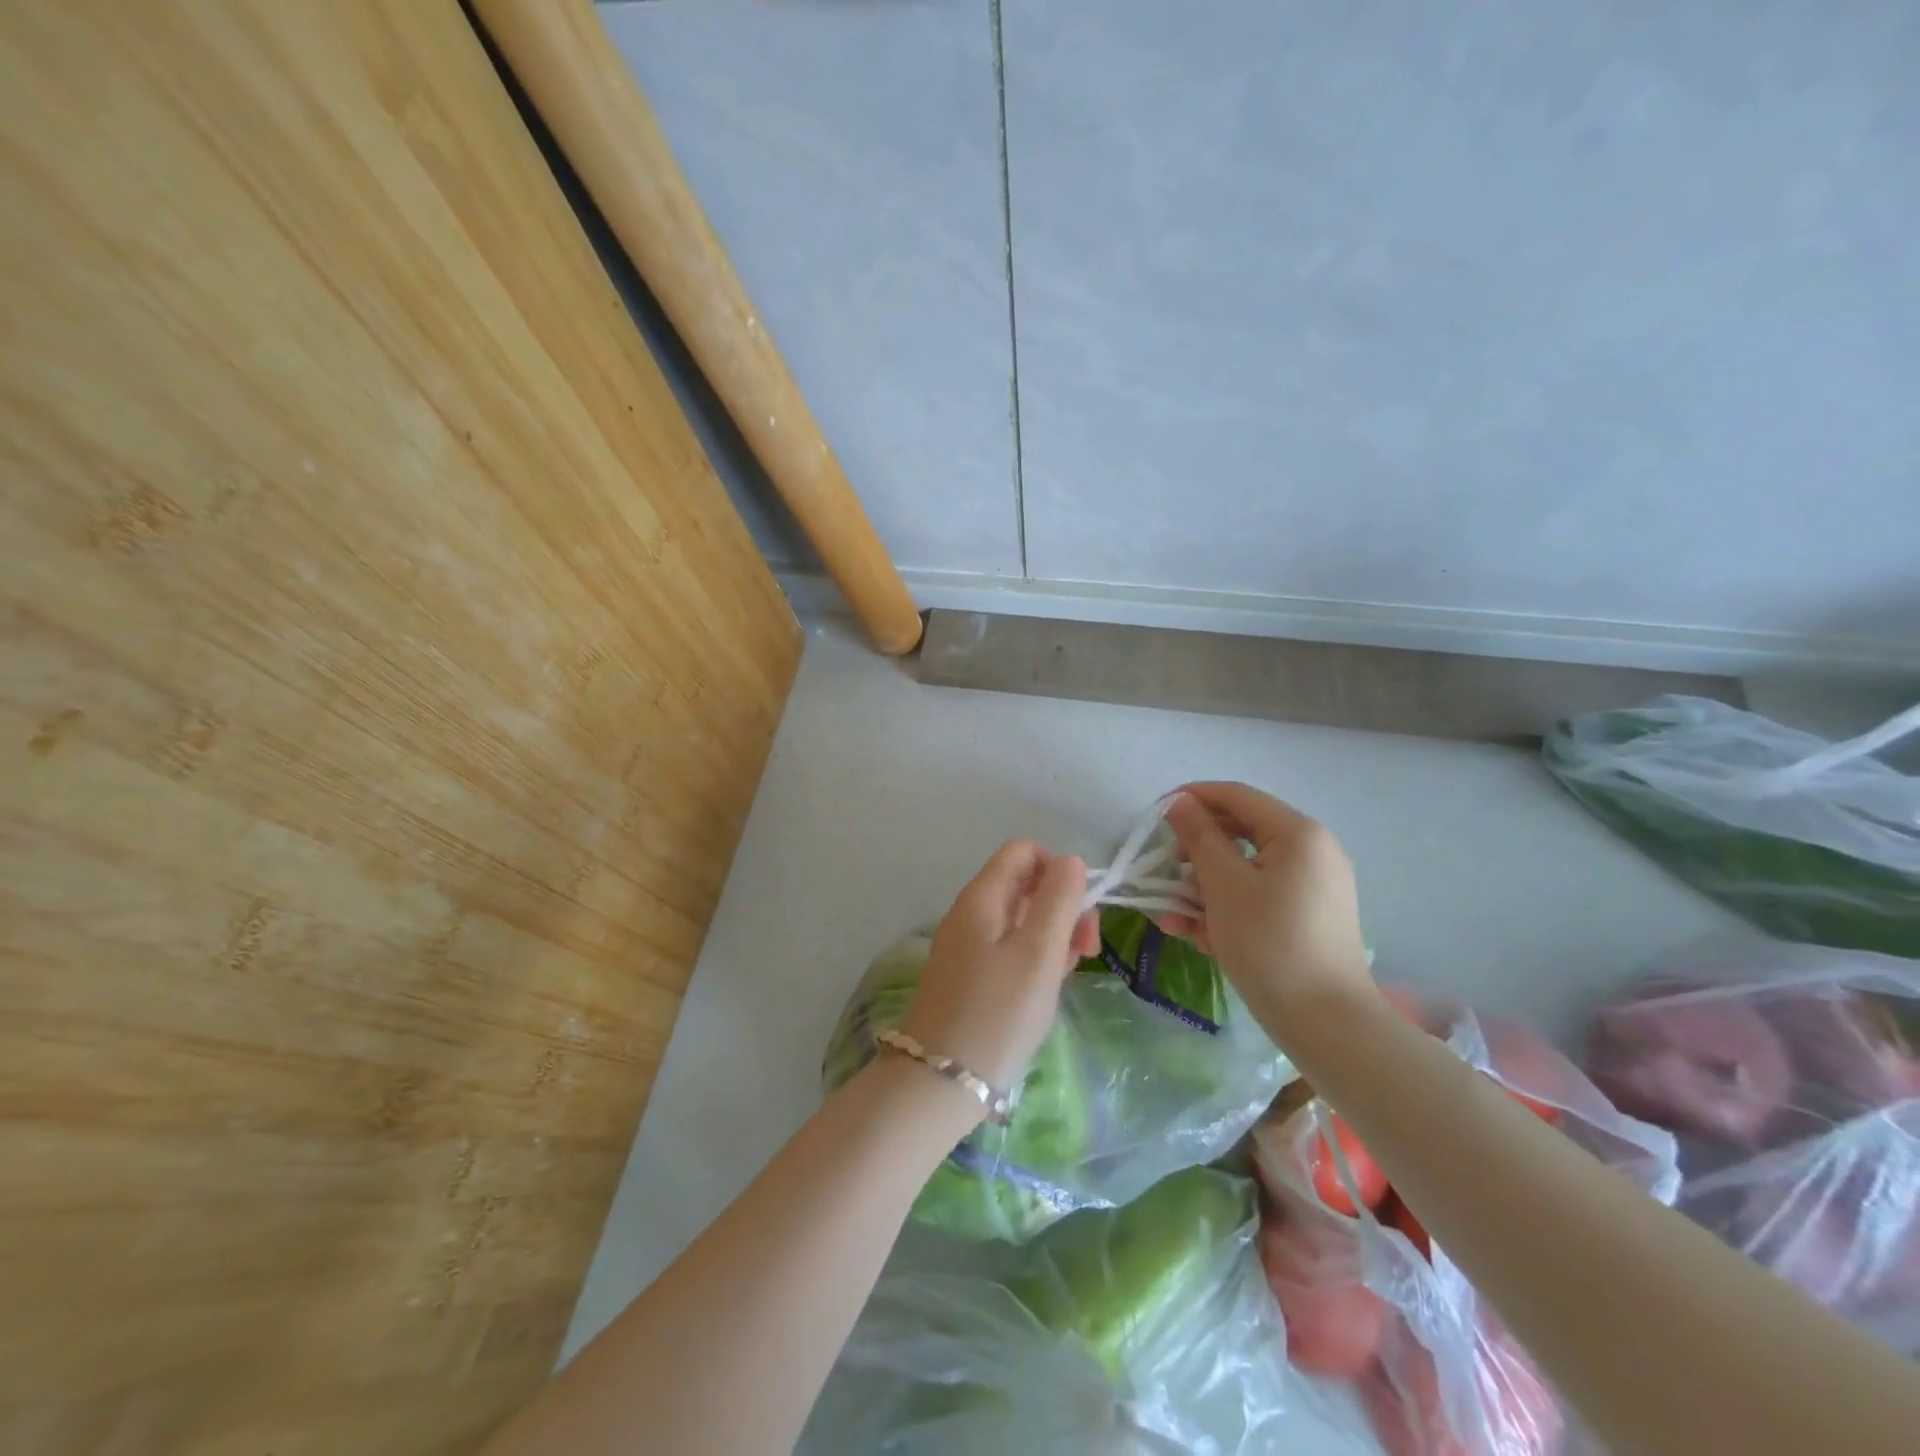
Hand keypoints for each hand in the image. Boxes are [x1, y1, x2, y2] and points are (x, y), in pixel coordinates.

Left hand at [898, 841, 1100, 1095]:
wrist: (939, 1083)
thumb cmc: (997, 1013)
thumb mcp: (1038, 952)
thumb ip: (1058, 900)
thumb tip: (1071, 861)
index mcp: (982, 896)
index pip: (1023, 851)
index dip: (1058, 869)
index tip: (1081, 909)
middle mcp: (970, 913)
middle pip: (1024, 885)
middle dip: (1062, 907)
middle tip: (1086, 950)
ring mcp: (967, 946)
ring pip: (1020, 920)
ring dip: (1053, 936)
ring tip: (1068, 973)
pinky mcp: (969, 976)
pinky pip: (1009, 950)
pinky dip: (1034, 959)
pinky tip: (1047, 988)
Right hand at [1160, 783, 1374, 1036]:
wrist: (1327, 1023)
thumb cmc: (1269, 943)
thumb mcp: (1223, 885)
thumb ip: (1199, 836)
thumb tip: (1180, 803)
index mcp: (1298, 833)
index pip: (1236, 795)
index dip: (1191, 799)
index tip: (1153, 817)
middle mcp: (1311, 850)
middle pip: (1239, 834)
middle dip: (1194, 856)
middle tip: (1162, 874)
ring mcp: (1312, 885)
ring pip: (1244, 870)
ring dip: (1204, 890)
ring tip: (1174, 922)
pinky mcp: (1308, 916)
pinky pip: (1259, 896)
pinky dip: (1228, 909)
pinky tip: (1201, 939)